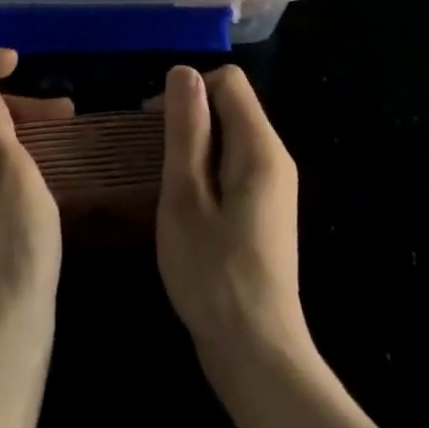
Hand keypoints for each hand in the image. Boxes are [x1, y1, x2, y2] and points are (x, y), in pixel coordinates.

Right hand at [156, 64, 307, 358]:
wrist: (258, 355)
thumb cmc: (214, 273)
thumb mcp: (186, 196)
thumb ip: (187, 130)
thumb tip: (183, 72)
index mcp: (260, 146)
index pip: (228, 81)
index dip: (189, 90)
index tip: (154, 123)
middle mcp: (275, 157)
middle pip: (231, 104)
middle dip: (190, 116)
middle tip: (153, 154)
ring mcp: (274, 185)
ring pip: (231, 134)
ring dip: (196, 143)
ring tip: (164, 178)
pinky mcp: (267, 210)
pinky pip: (235, 163)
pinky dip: (207, 167)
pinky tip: (186, 202)